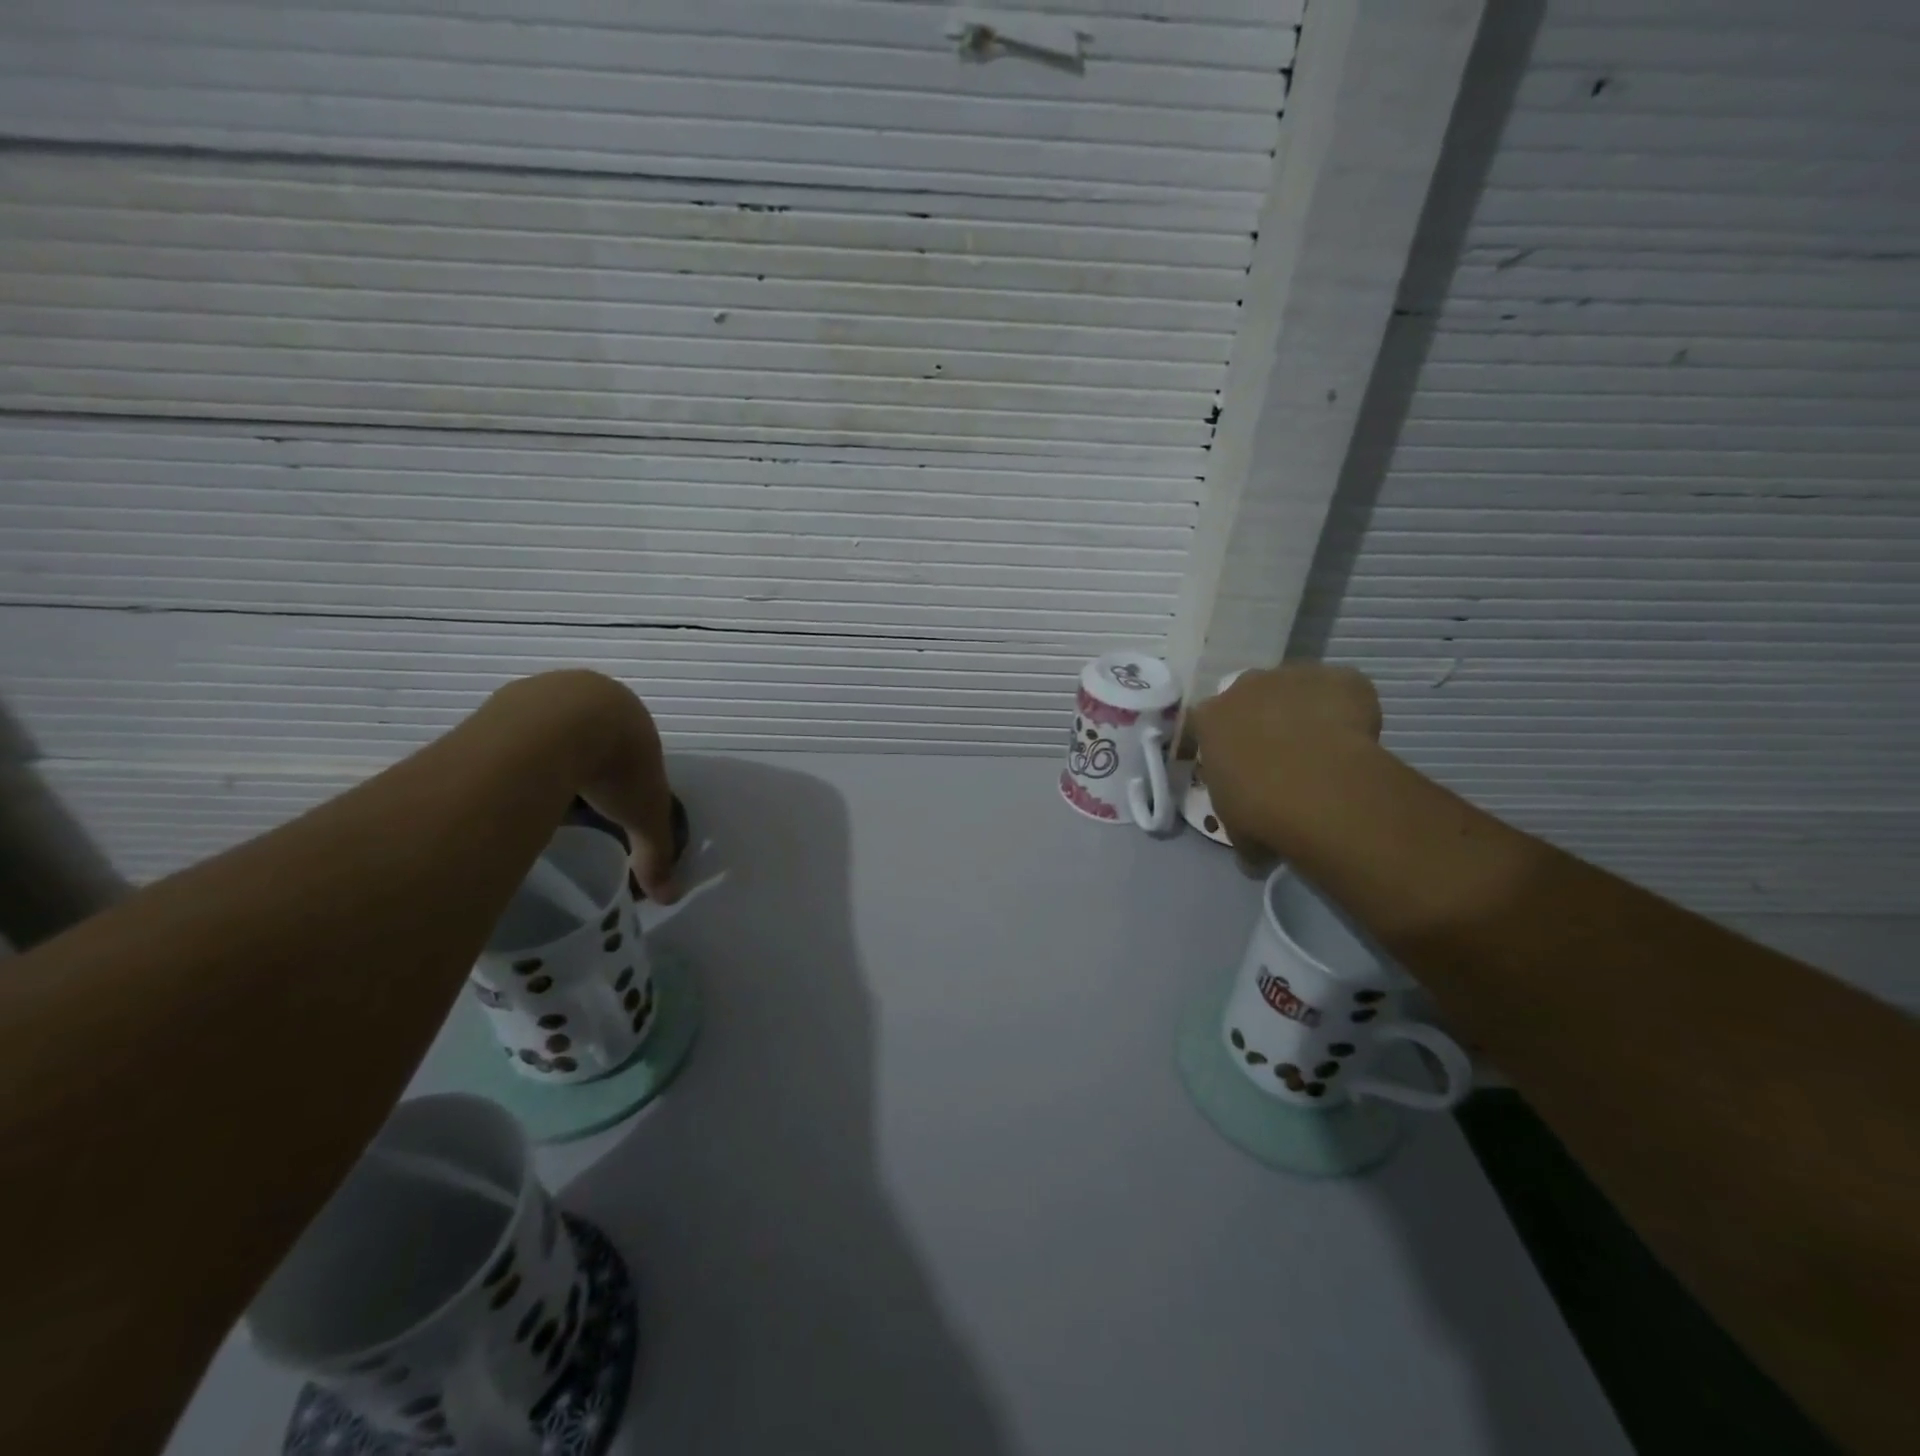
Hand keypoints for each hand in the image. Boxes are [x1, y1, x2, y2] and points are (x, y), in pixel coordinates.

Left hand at [485, 670, 682, 902]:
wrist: (555, 729)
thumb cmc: (615, 765)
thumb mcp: (645, 814)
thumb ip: (656, 853)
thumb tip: (669, 898)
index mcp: (631, 714)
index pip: (633, 741)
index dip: (627, 767)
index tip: (615, 795)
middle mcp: (589, 694)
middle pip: (589, 731)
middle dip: (584, 760)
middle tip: (576, 799)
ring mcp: (543, 693)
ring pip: (547, 729)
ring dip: (545, 755)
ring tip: (538, 793)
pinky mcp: (504, 700)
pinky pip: (510, 732)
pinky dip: (512, 754)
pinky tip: (508, 781)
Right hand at [1190, 664, 1381, 864]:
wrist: (1317, 788)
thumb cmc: (1258, 810)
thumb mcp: (1235, 828)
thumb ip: (1240, 830)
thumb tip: (1254, 853)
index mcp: (1209, 719)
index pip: (1205, 723)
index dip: (1222, 743)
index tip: (1236, 767)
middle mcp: (1245, 686)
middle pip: (1251, 697)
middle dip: (1262, 719)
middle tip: (1281, 756)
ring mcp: (1294, 677)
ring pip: (1296, 689)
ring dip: (1304, 710)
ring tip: (1322, 749)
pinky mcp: (1340, 678)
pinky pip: (1342, 690)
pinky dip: (1348, 709)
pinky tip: (1356, 740)